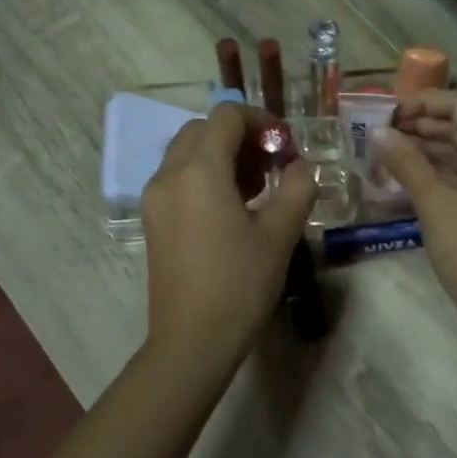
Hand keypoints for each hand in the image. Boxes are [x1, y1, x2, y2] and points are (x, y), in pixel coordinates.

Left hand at [140, 103, 317, 370]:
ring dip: (221, 156)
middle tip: (272, 164)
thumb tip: (302, 167)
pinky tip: (232, 208)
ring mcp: (155, 199)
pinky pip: (178, 180)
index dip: (261, 120)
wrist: (192, 341)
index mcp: (199, 170)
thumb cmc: (239, 283)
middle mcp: (169, 175)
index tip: (286, 145)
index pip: (226, 116)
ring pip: (187, 155)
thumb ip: (297, 189)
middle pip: (202, 130)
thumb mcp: (279, 234)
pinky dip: (205, 177)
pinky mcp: (154, 221)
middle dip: (240, 136)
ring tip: (257, 187)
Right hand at [379, 91, 456, 349]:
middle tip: (377, 130)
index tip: (384, 110)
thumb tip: (377, 132)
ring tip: (384, 149)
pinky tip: (406, 175)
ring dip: (426, 150)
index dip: (421, 104)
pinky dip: (437, 173)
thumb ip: (407, 164)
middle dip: (420, 126)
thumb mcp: (437, 205)